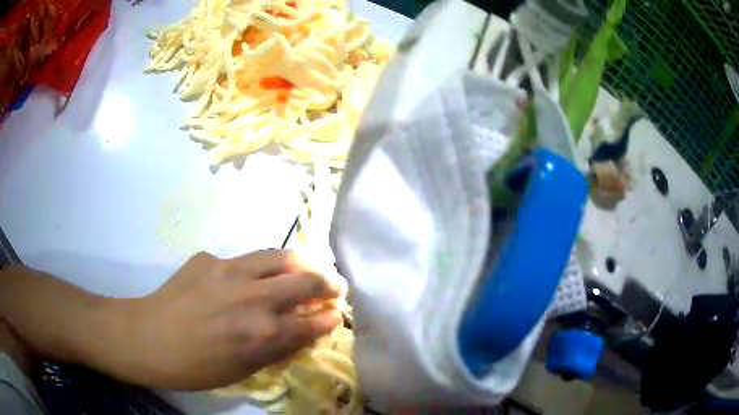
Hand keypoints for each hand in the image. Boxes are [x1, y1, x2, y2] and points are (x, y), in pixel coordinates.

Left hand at [121, 250, 341, 389]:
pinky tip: (248, 280)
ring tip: (307, 268)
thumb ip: (276, 349)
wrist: (147, 338)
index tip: (336, 314)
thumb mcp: (242, 370)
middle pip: (305, 280)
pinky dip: (258, 269)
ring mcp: (229, 271)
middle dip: (328, 283)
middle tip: (333, 287)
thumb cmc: (196, 367)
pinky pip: (243, 259)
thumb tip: (302, 332)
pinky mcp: (209, 258)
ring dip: (301, 263)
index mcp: (262, 334)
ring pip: (279, 256)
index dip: (329, 318)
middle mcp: (252, 298)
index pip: (311, 321)